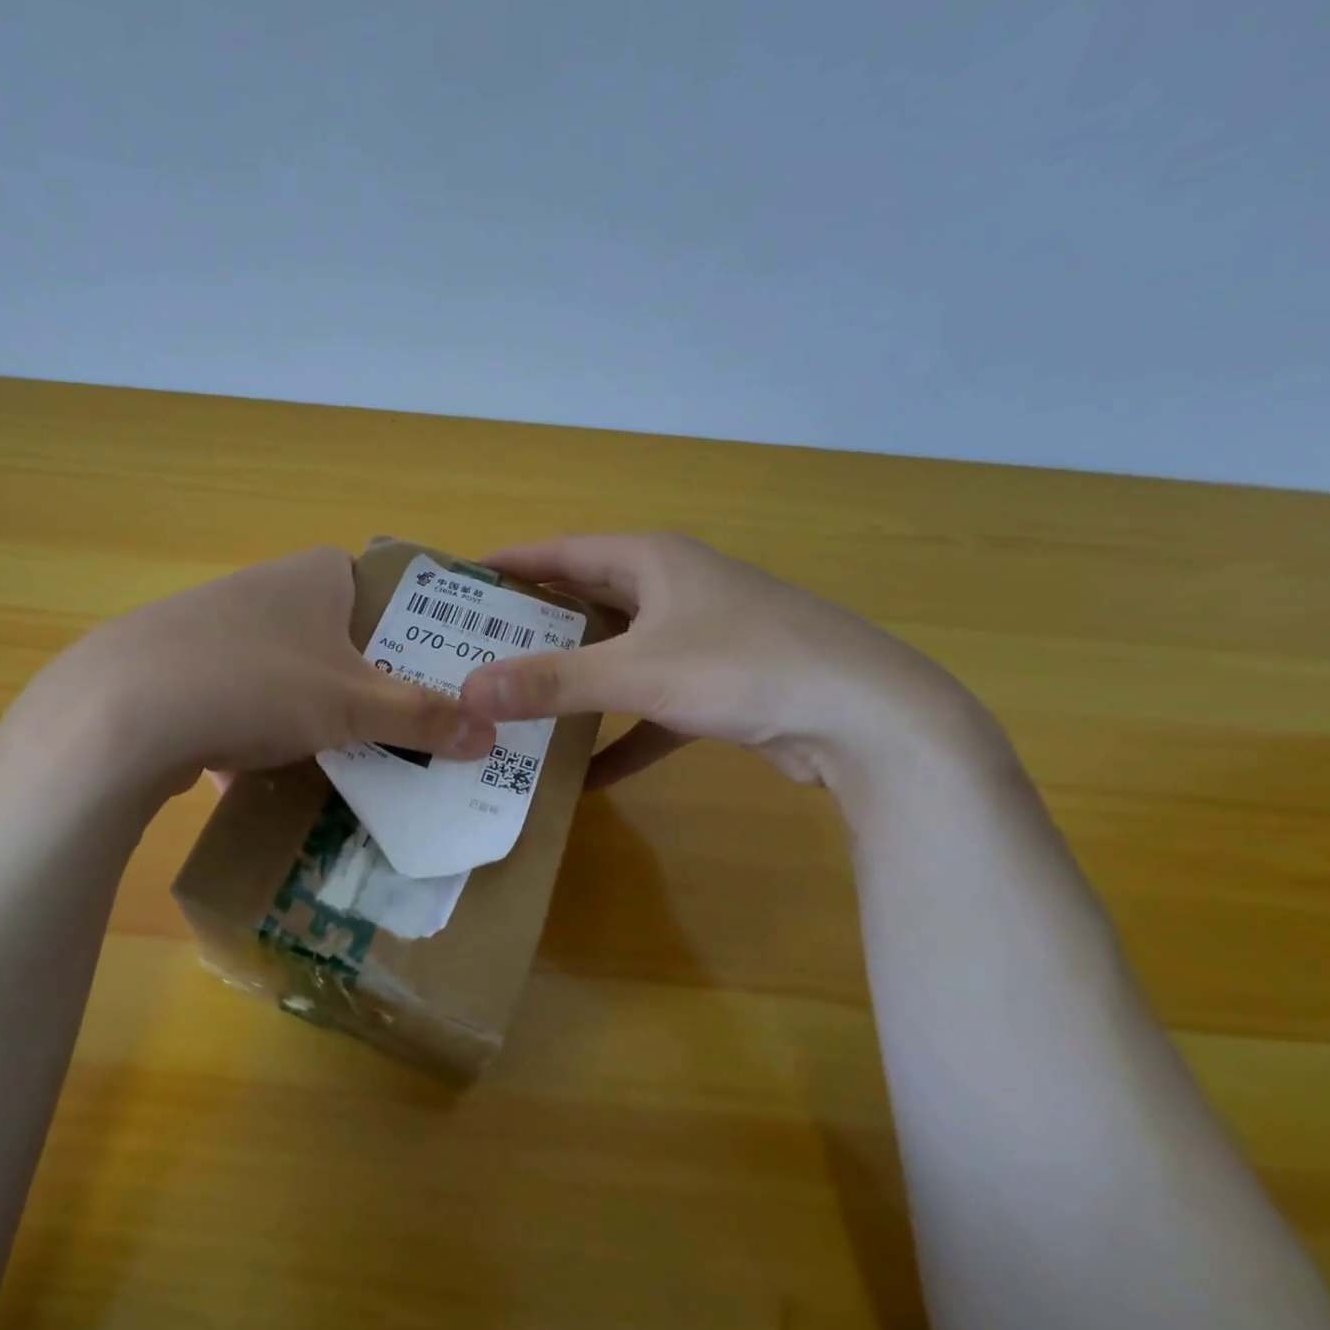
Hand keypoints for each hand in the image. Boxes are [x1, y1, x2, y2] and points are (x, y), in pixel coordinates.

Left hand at [0, 546, 495, 795]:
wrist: (120, 713)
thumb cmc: (257, 684)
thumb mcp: (353, 705)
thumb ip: (423, 717)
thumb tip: (492, 734)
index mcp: (317, 574)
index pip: (387, 591)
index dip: (417, 634)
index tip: (438, 680)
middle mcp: (268, 587)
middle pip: (341, 636)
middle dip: (371, 684)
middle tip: (405, 731)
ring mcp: (218, 625)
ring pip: (291, 670)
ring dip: (317, 711)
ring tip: (347, 759)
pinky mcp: (180, 666)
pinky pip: (244, 697)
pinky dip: (263, 728)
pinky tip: (270, 770)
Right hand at [458, 533, 986, 789]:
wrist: (867, 717)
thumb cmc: (744, 666)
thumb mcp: (637, 672)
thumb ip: (552, 682)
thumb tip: (468, 693)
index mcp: (650, 560)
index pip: (561, 552)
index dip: (511, 564)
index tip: (461, 582)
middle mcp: (672, 588)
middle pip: (586, 601)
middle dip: (534, 626)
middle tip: (477, 650)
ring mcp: (698, 637)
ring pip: (617, 654)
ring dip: (575, 682)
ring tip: (517, 702)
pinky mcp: (718, 685)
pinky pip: (651, 706)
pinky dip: (621, 735)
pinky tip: (586, 776)